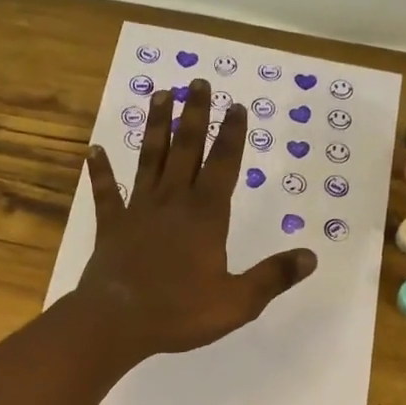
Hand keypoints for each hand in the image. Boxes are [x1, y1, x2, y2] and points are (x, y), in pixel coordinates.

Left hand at [74, 79, 316, 358]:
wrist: (116, 322)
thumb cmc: (179, 312)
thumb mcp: (237, 302)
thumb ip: (273, 277)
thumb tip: (311, 256)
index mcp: (206, 217)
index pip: (224, 166)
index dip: (232, 135)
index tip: (236, 106)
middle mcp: (173, 202)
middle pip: (186, 150)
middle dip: (194, 115)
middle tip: (197, 82)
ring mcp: (138, 211)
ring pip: (149, 160)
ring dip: (154, 127)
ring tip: (158, 95)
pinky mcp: (111, 226)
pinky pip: (106, 193)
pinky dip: (100, 171)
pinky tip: (94, 150)